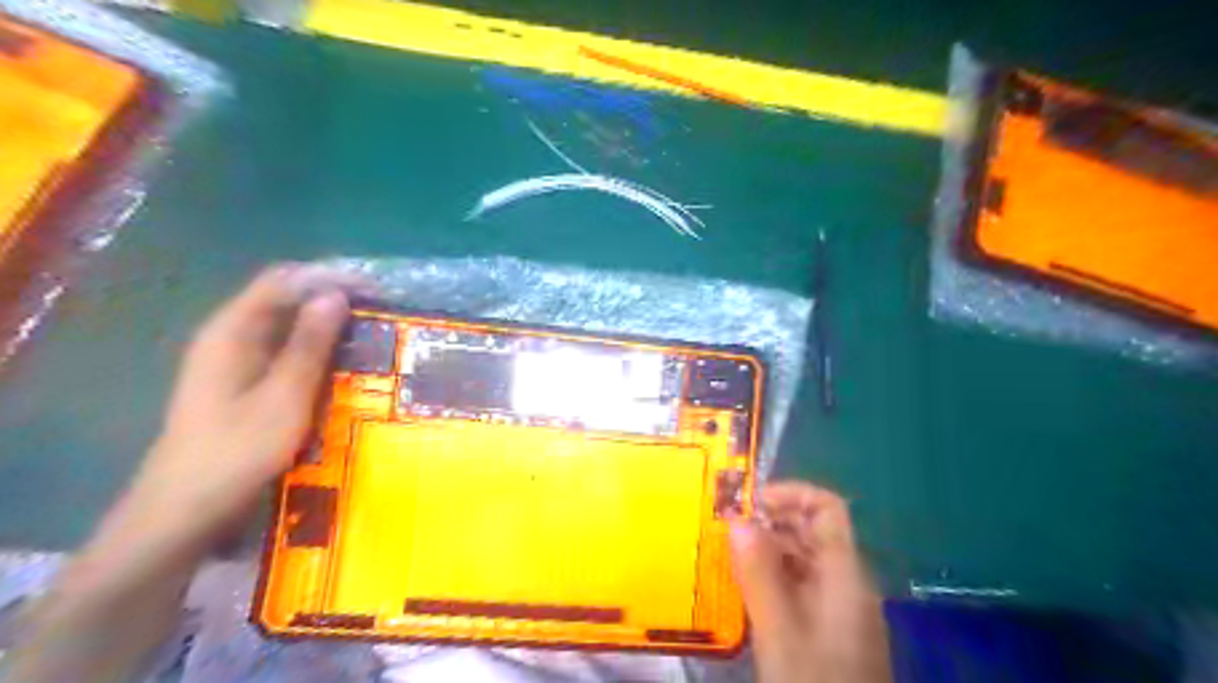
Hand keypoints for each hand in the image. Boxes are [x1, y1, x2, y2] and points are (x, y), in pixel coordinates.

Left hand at [99, 265, 363, 563]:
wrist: (186, 509)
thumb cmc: (237, 451)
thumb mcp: (284, 396)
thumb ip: (309, 344)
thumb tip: (336, 296)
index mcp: (232, 331)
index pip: (284, 280)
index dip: (330, 277)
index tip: (375, 289)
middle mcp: (231, 336)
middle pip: (285, 298)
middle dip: (333, 298)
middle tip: (381, 311)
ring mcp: (235, 360)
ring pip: (287, 325)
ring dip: (328, 323)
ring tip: (372, 332)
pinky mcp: (245, 382)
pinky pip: (286, 350)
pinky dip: (317, 348)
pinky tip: (344, 360)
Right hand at [727, 480, 891, 682]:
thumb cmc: (815, 682)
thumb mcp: (781, 632)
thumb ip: (759, 573)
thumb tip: (737, 519)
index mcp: (846, 573)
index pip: (826, 508)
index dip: (789, 494)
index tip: (746, 503)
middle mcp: (846, 581)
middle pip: (812, 530)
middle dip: (769, 522)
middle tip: (725, 530)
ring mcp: (839, 606)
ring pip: (802, 558)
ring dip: (766, 550)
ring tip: (726, 557)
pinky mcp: (827, 628)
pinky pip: (799, 586)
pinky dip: (771, 577)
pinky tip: (743, 590)